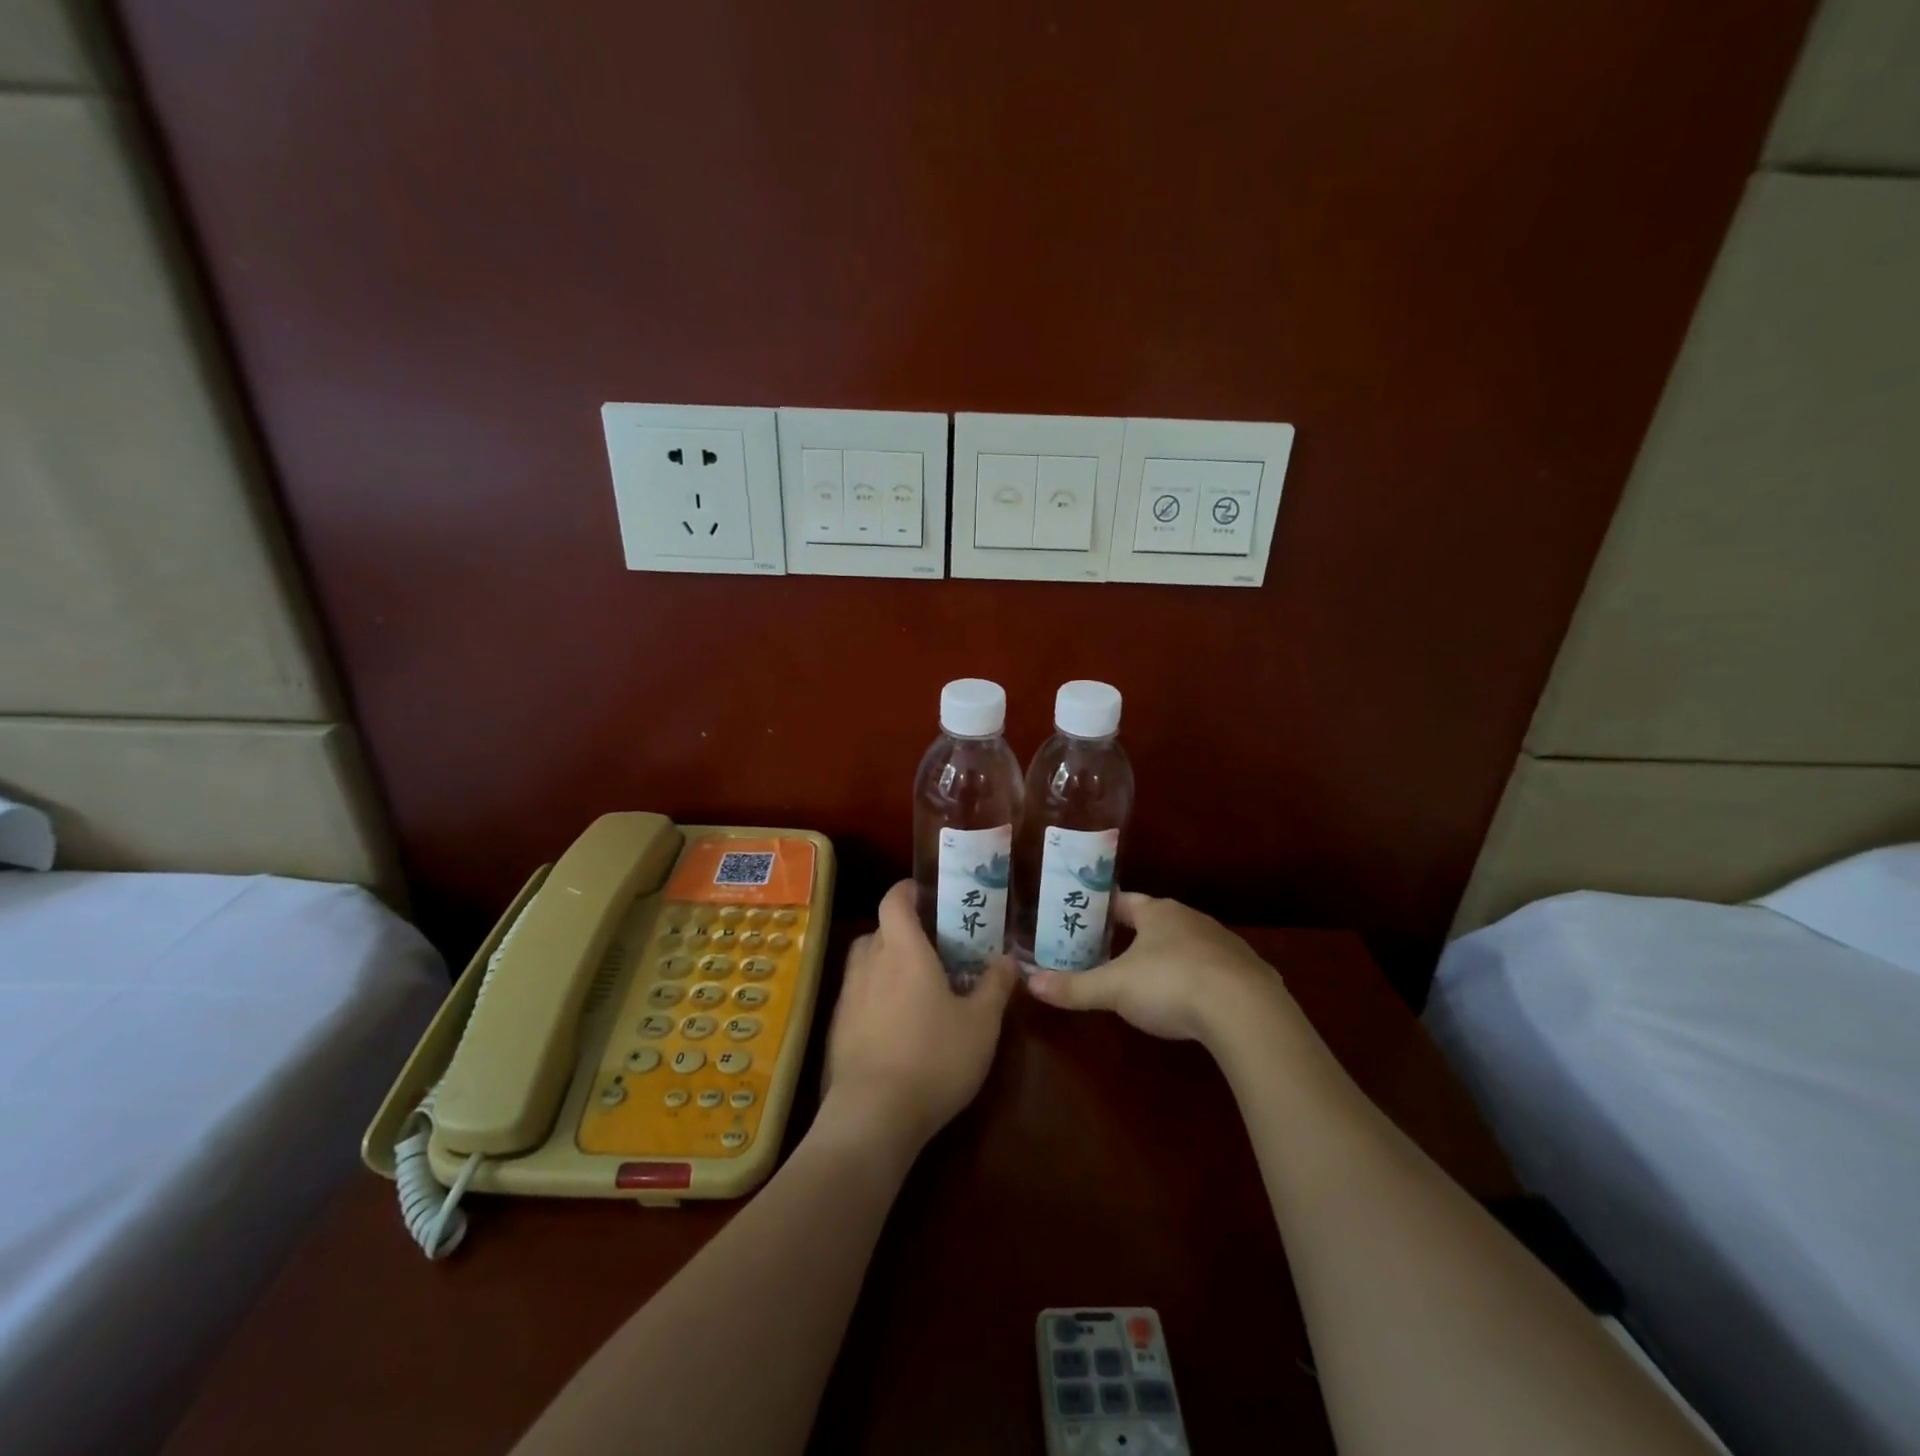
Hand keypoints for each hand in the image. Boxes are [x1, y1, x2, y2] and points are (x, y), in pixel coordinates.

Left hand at [819, 880, 1015, 1157]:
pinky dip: (873, 994)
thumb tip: (1009, 960)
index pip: (894, 900)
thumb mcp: (981, 1025)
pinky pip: (857, 994)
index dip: (907, 890)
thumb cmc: (934, 1058)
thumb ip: (995, 987)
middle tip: (932, 944)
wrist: (873, 1115)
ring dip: (885, 961)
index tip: (926, 893)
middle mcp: (869, 963)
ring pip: (864, 961)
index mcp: (903, 950)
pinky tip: (895, 1022)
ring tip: (914, 981)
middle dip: (902, 929)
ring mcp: (848, 997)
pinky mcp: (837, 1028)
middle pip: (879, 929)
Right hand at [1025, 892, 1289, 1045]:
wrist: (1245, 1011)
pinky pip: (1219, 970)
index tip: (1088, 916)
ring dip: (1173, 955)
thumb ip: (1074, 987)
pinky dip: (1204, 979)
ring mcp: (1225, 944)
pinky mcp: (1251, 973)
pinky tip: (1198, 1000)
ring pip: (1190, 943)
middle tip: (1113, 950)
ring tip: (1154, 977)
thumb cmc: (1170, 985)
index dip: (1106, 908)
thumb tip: (1030, 984)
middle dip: (1138, 934)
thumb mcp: (1114, 989)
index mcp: (1159, 913)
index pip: (1126, 901)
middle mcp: (1193, 920)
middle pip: (1159, 920)